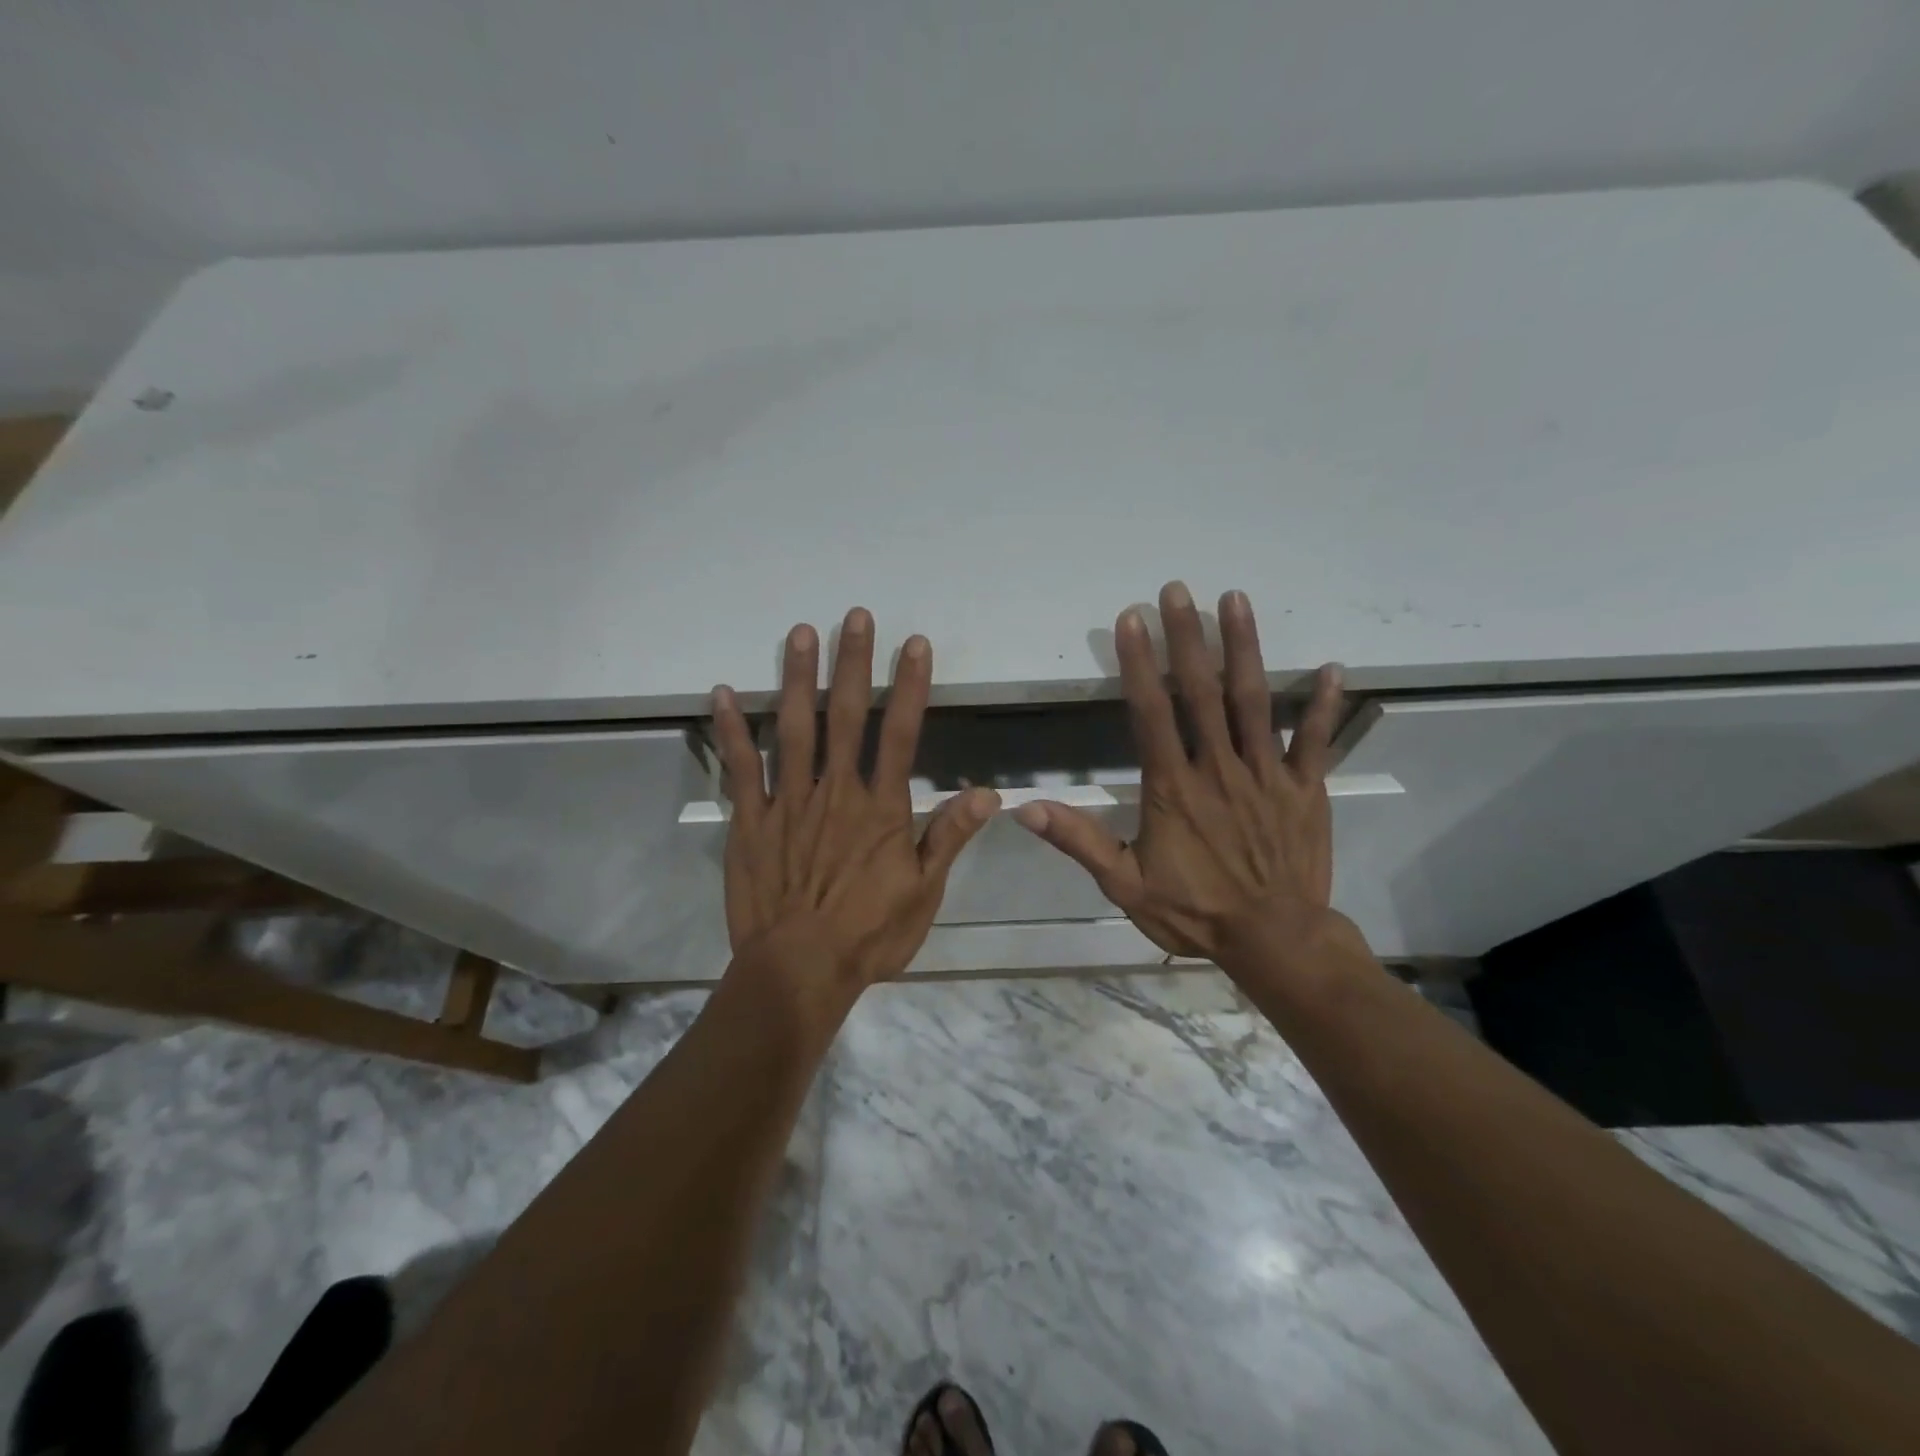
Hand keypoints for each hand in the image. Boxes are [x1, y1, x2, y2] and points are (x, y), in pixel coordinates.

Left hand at [711, 608, 999, 993]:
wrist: (799, 970)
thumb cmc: (869, 934)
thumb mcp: (923, 893)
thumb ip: (949, 837)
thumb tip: (988, 794)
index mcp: (881, 808)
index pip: (901, 734)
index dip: (910, 686)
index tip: (914, 644)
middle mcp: (836, 792)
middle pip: (845, 716)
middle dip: (853, 664)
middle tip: (855, 616)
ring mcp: (789, 802)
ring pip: (794, 730)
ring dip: (798, 679)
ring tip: (801, 634)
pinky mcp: (751, 821)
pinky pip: (740, 769)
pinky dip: (731, 730)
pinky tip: (722, 693)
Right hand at [1013, 582, 1354, 976]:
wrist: (1274, 941)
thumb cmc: (1195, 911)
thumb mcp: (1124, 885)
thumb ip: (1079, 841)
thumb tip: (1025, 808)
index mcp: (1173, 786)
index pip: (1150, 712)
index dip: (1138, 663)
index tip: (1131, 619)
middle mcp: (1219, 767)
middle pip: (1200, 692)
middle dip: (1187, 638)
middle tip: (1178, 590)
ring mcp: (1267, 774)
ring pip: (1254, 701)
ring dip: (1244, 648)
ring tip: (1236, 600)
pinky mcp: (1306, 789)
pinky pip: (1315, 741)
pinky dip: (1322, 705)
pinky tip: (1329, 668)